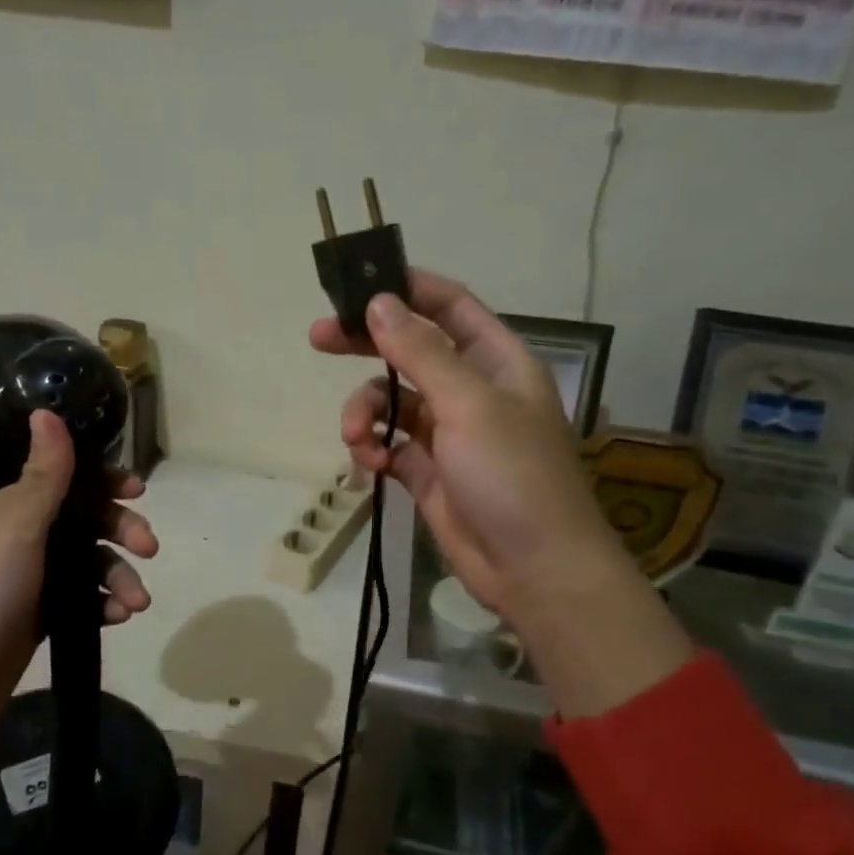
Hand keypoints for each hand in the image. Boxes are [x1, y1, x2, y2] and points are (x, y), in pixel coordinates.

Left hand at [0, 408, 157, 744]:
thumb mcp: (20, 526)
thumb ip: (45, 474)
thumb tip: (46, 410)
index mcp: (15, 506)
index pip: (70, 478)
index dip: (106, 482)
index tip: (139, 491)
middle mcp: (26, 535)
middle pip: (89, 520)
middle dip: (123, 531)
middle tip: (149, 548)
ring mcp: (36, 576)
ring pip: (93, 562)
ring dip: (121, 576)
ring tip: (137, 603)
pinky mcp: (45, 612)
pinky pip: (86, 596)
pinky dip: (105, 602)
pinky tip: (118, 617)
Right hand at [310, 271, 626, 631]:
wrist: (534, 569)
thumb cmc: (512, 475)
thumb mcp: (469, 404)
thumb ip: (420, 352)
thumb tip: (378, 303)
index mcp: (496, 361)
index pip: (450, 307)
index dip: (408, 289)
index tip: (358, 285)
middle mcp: (471, 390)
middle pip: (410, 350)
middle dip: (366, 345)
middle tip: (319, 338)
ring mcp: (448, 433)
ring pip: (391, 401)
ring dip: (364, 410)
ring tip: (355, 435)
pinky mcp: (427, 472)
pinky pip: (388, 444)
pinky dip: (372, 448)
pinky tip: (367, 464)